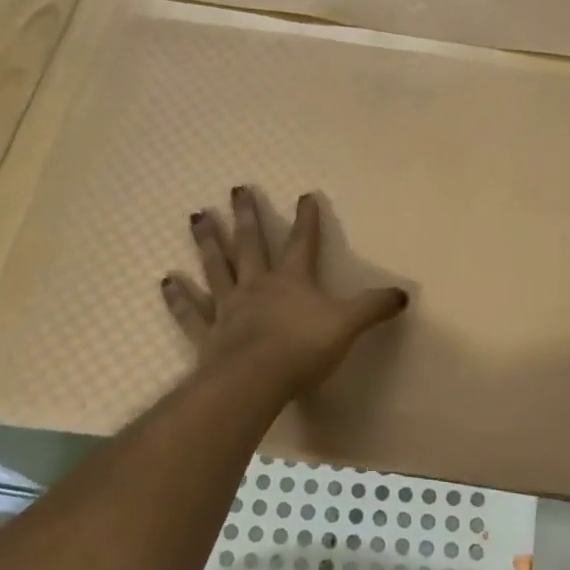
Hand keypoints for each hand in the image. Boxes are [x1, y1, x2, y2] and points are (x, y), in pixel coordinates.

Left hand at [162, 187, 409, 392]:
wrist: (255, 380)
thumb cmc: (303, 349)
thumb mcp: (347, 325)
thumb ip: (373, 308)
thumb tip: (403, 294)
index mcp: (292, 280)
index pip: (302, 242)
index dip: (306, 218)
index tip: (305, 195)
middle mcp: (257, 285)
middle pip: (250, 244)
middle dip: (246, 216)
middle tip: (236, 189)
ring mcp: (228, 307)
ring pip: (215, 267)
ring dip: (207, 242)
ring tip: (197, 216)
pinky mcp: (208, 334)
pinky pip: (191, 311)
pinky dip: (178, 297)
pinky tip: (166, 280)